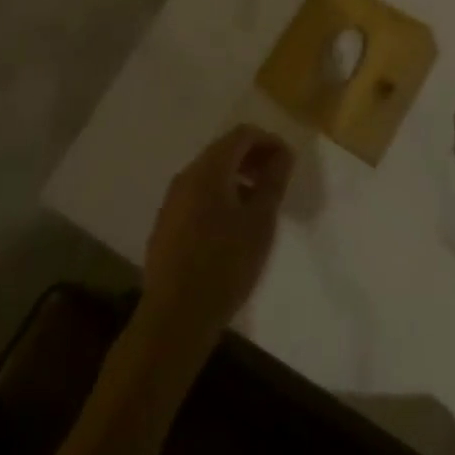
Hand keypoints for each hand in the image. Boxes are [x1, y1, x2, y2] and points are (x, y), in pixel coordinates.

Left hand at [141, 125, 293, 348]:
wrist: (174, 319)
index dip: (269, 141)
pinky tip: (233, 226)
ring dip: (237, 178)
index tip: (288, 163)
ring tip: (258, 204)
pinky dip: (220, 196)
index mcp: (208, 170)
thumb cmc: (224, 265)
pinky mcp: (166, 226)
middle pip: (224, 151)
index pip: (242, 135)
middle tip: (276, 180)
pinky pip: (197, 195)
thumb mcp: (260, 221)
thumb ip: (273, 181)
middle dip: (253, 158)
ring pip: (210, 174)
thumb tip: (283, 155)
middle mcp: (186, 177)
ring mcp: (171, 202)